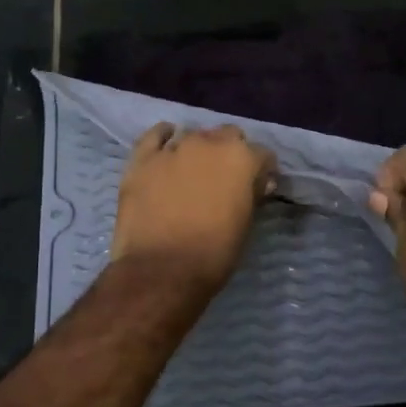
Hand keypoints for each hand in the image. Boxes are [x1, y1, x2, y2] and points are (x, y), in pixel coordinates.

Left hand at [111, 123, 274, 292]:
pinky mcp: (142, 159)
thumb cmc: (214, 253)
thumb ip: (252, 195)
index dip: (262, 172)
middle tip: (225, 179)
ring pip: (193, 136)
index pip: (263, 155)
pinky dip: (163, 137)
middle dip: (231, 153)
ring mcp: (173, 148)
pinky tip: (166, 145)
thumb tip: (257, 183)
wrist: (162, 270)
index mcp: (241, 158)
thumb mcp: (246, 224)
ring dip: (199, 150)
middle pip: (228, 136)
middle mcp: (209, 143)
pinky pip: (155, 136)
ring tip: (194, 171)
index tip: (258, 187)